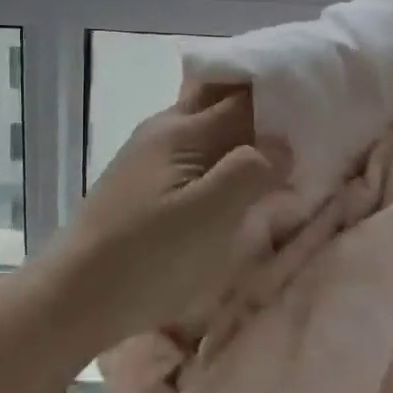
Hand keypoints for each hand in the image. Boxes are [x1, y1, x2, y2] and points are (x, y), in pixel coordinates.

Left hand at [46, 89, 286, 346]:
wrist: (74, 295)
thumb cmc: (148, 257)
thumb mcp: (210, 217)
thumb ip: (249, 171)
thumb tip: (282, 142)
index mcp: (182, 130)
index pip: (242, 97)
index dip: (280, 97)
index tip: (317, 105)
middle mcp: (163, 130)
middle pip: (217, 100)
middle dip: (257, 105)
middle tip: (301, 123)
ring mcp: (147, 155)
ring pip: (202, 127)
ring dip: (237, 131)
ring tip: (275, 152)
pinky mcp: (140, 183)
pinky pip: (189, 152)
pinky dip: (217, 155)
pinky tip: (231, 179)